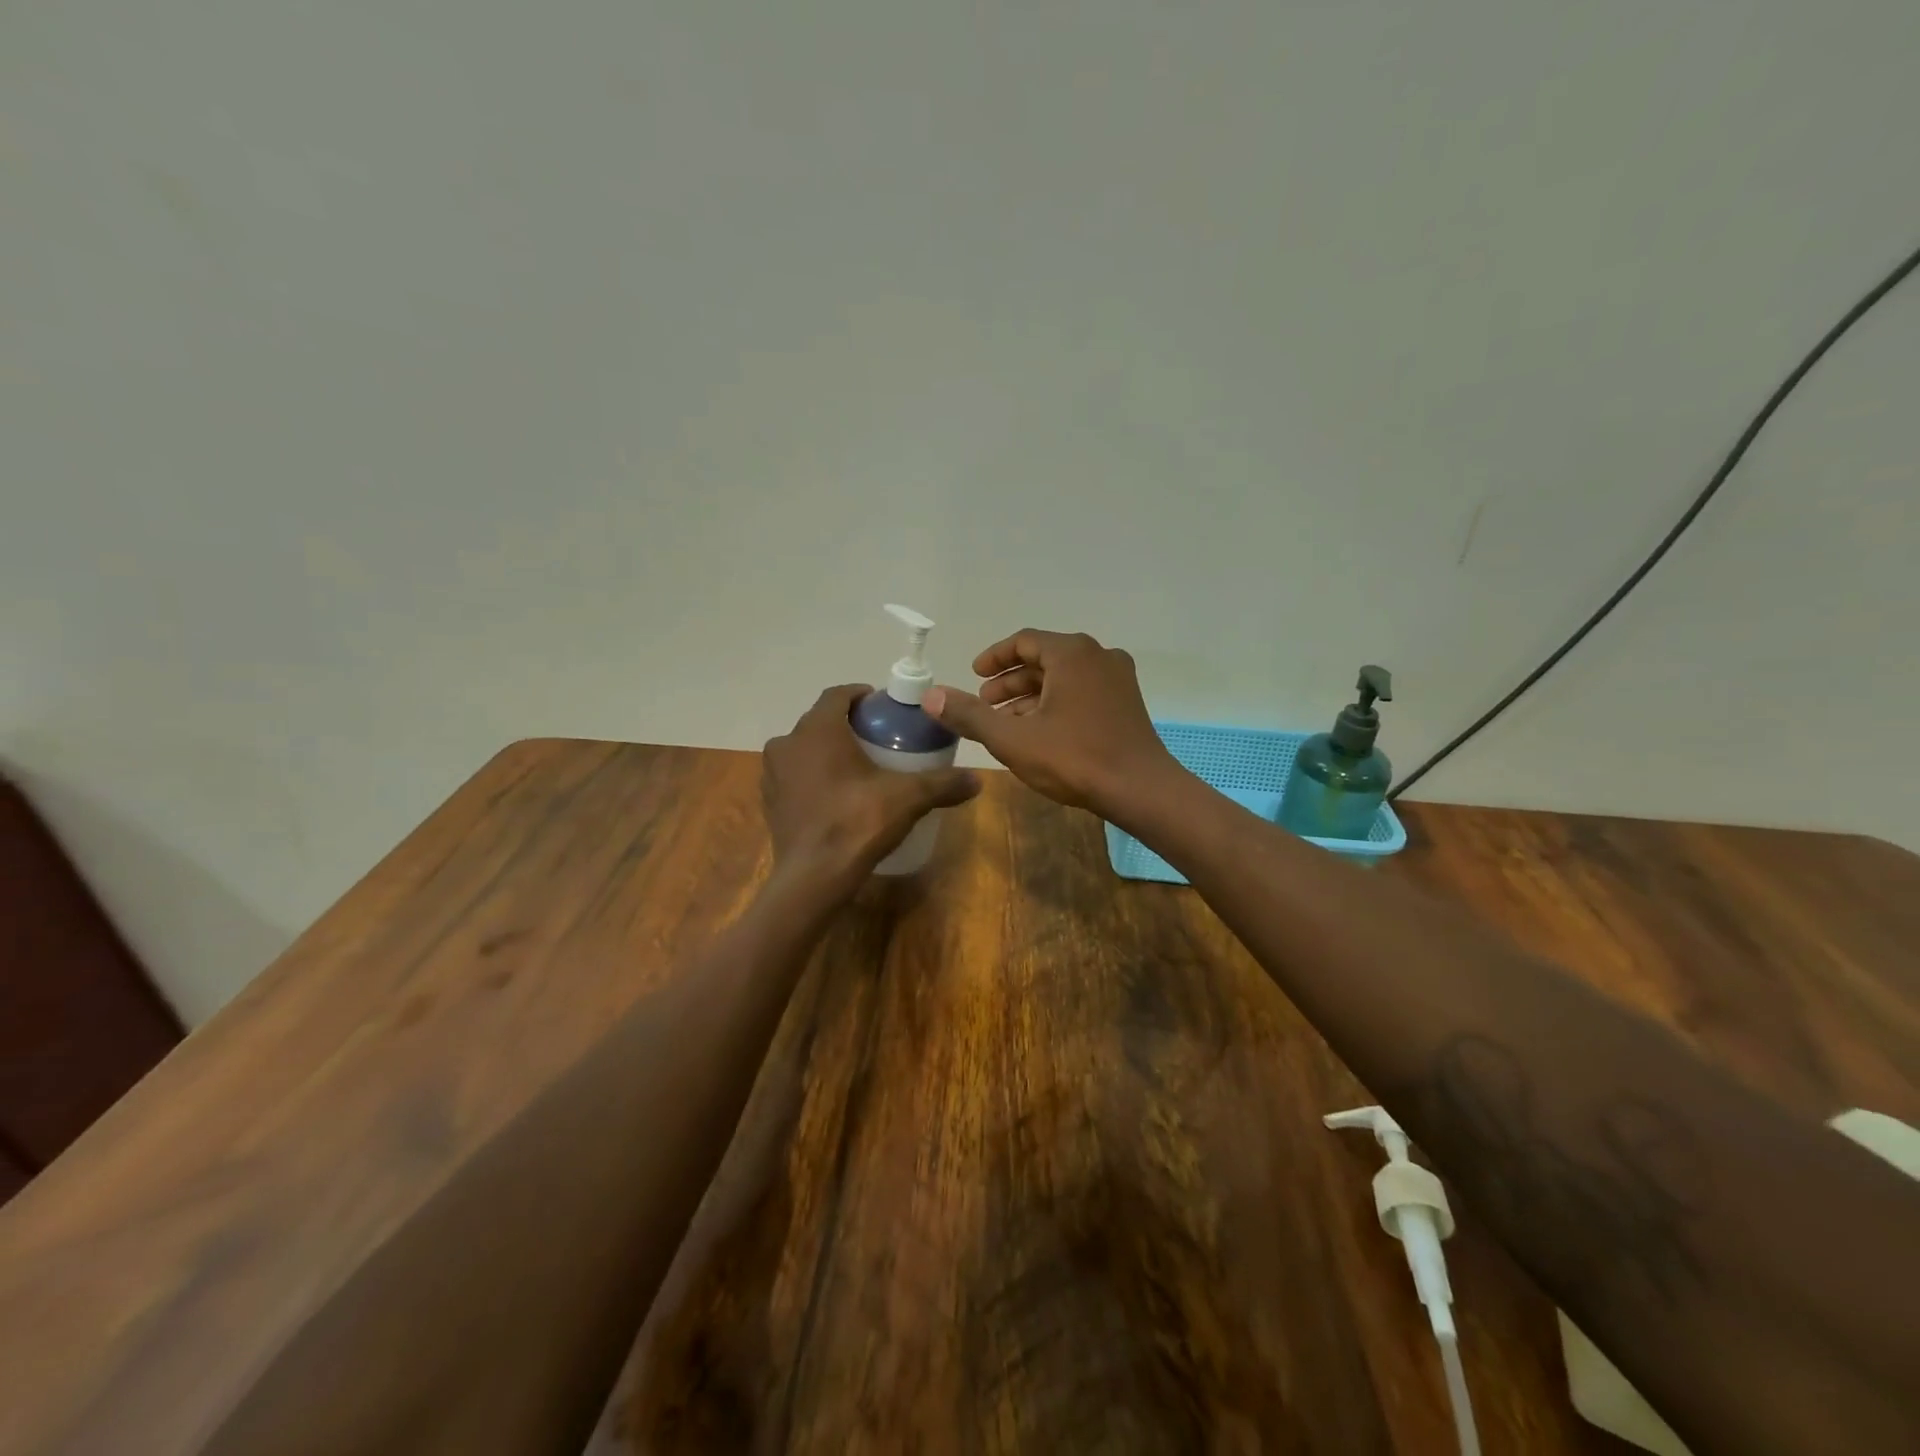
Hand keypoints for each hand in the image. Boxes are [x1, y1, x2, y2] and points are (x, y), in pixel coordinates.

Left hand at [761, 684, 979, 895]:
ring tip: (857, 769)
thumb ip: (942, 784)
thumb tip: (977, 780)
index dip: (860, 695)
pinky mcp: (770, 804)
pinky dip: (812, 779)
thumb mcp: (908, 798)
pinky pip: (794, 778)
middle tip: (876, 738)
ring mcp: (773, 775)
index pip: (837, 695)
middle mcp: (787, 744)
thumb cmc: (857, 822)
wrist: (813, 878)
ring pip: (803, 750)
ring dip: (826, 752)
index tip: (882, 707)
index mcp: (817, 730)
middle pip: (819, 722)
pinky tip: (836, 797)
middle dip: (847, 725)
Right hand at [922, 630, 1179, 816]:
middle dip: (1010, 680)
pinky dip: (1055, 703)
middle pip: (1044, 659)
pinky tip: (1039, 732)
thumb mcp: (1012, 738)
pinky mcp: (1126, 703)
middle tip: (984, 702)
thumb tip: (930, 696)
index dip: (994, 657)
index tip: (974, 674)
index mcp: (1072, 653)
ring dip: (1031, 695)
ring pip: (1063, 677)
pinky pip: (1082, 691)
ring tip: (1006, 722)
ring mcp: (1117, 679)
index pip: (1024, 640)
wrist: (1141, 790)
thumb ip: (969, 715)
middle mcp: (1098, 656)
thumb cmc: (1075, 758)